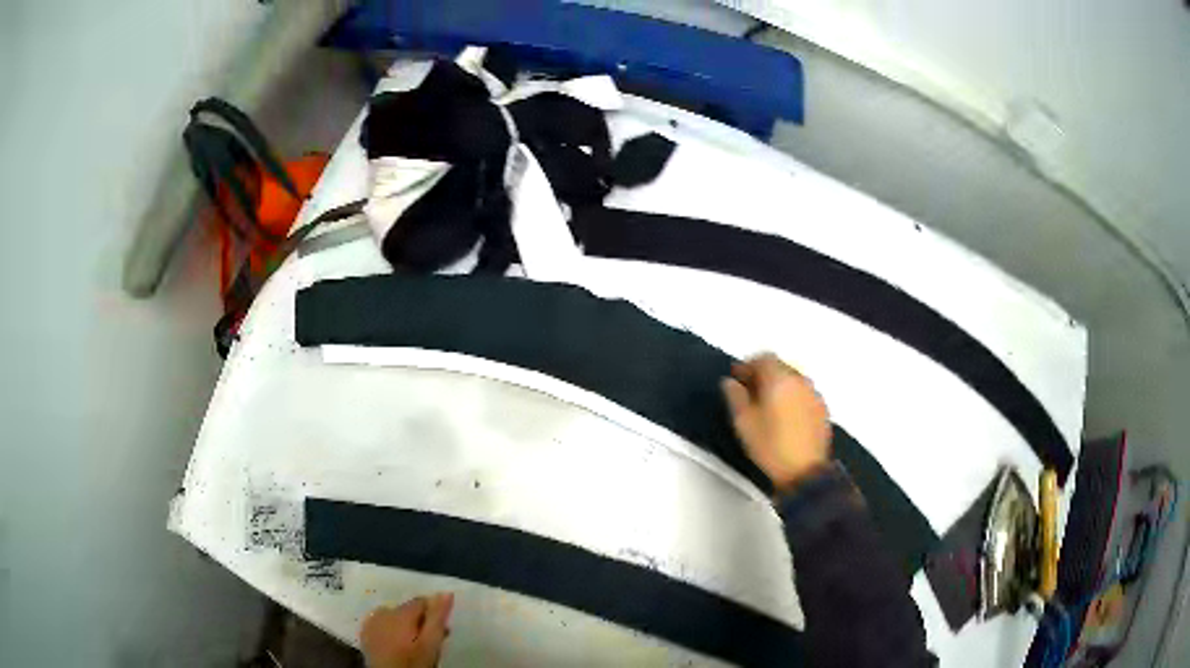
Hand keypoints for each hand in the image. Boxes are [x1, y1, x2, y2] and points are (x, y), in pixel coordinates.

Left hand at [360, 593, 454, 667]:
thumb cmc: (414, 663)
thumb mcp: (431, 644)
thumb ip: (437, 618)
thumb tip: (446, 593)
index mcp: (401, 613)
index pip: (421, 602)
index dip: (433, 614)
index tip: (441, 630)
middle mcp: (383, 611)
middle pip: (406, 609)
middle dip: (419, 620)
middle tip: (430, 640)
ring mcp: (371, 621)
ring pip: (393, 615)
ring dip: (404, 624)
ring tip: (412, 643)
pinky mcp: (365, 631)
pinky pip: (379, 622)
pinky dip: (389, 629)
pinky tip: (395, 643)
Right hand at [721, 353, 831, 491]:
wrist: (804, 472)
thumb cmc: (770, 447)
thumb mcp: (743, 423)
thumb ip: (735, 396)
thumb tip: (730, 382)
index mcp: (779, 380)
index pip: (764, 358)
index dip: (748, 365)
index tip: (738, 378)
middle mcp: (800, 381)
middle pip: (780, 366)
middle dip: (764, 374)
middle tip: (750, 391)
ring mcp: (814, 394)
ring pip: (793, 380)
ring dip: (779, 385)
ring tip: (767, 405)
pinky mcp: (822, 409)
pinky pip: (804, 393)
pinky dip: (793, 397)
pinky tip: (785, 416)